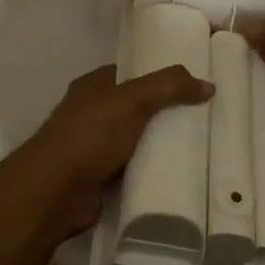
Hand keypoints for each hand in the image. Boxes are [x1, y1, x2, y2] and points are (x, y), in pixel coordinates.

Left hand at [8, 63, 214, 236]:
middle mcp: (92, 113)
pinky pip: (135, 170)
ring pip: (137, 141)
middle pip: (137, 108)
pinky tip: (181, 175)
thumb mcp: (132, 100)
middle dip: (165, 113)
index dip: (160, 76)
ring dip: (161, 145)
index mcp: (93, 86)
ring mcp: (95, 148)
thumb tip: (208, 85)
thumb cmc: (90, 134)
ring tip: (202, 147)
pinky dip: (152, 172)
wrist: (56, 191)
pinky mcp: (102, 179)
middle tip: (205, 117)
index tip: (193, 83)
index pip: (131, 73)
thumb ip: (168, 87)